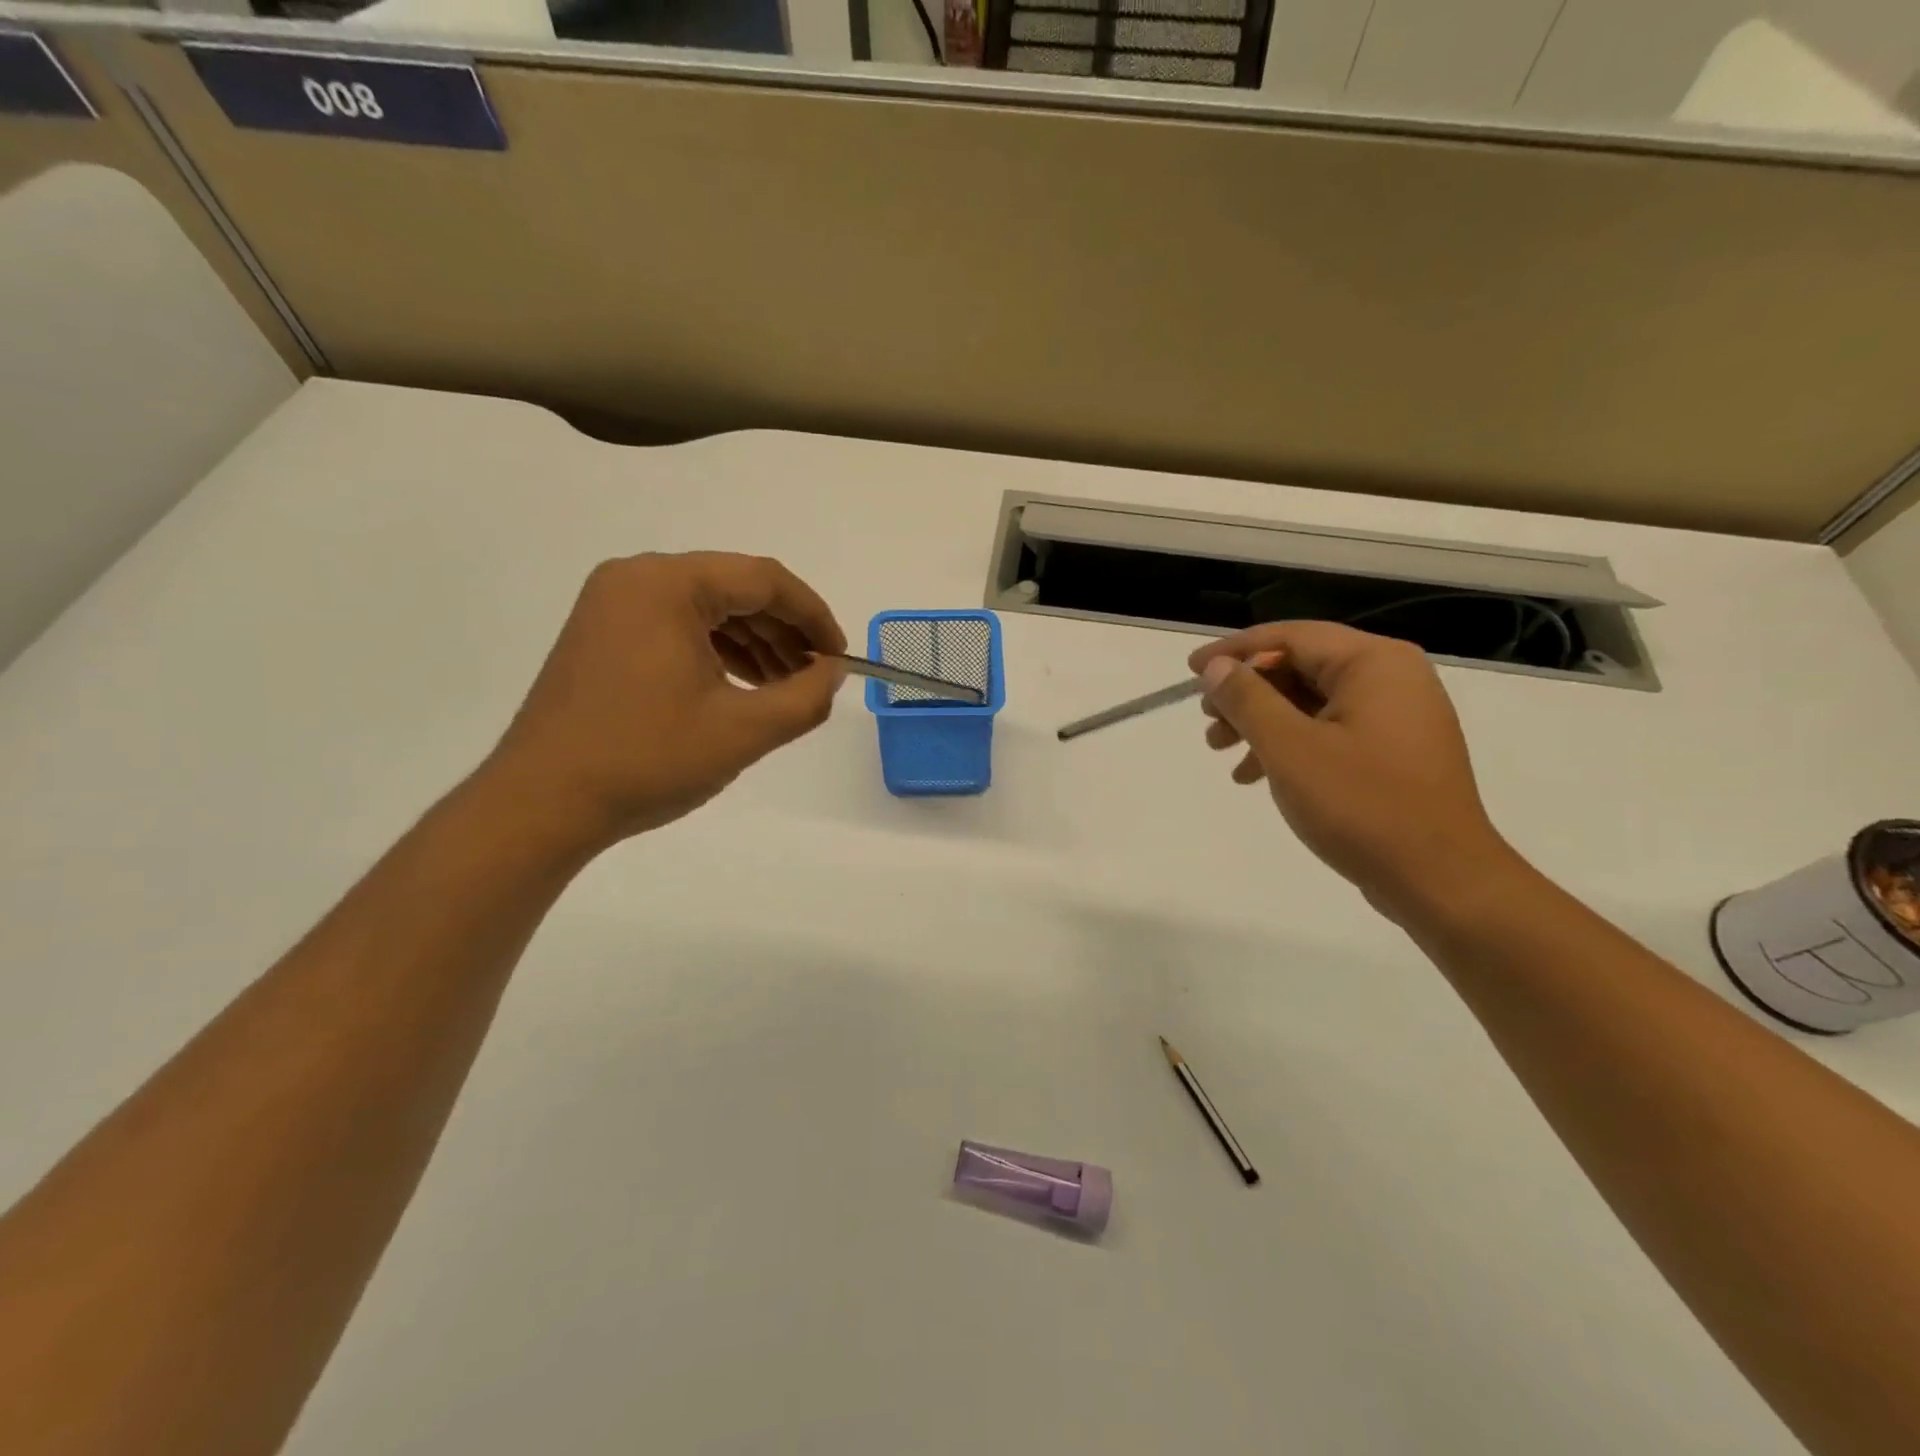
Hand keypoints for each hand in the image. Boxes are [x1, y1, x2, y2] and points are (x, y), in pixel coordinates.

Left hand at [485, 552, 847, 850]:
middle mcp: (636, 579)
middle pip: (734, 589)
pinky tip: (743, 685)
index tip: (840, 657)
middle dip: (784, 631)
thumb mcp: (743, 731)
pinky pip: (677, 627)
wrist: (542, 803)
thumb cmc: (647, 759)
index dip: (814, 616)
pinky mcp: (603, 635)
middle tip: (816, 676)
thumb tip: (833, 672)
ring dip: (754, 643)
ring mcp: (613, 606)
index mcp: (667, 584)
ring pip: (706, 609)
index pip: (764, 580)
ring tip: (785, 687)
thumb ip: (805, 697)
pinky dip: (717, 652)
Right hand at [1190, 622, 1520, 921]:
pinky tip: (1253, 774)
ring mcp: (1397, 716)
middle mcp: (1392, 678)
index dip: (1233, 650)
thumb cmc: (1361, 805)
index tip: (1191, 669)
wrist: (1440, 880)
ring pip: (1311, 702)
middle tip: (1206, 719)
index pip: (1290, 637)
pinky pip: (1330, 730)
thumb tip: (1216, 667)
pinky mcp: (1394, 752)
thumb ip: (1247, 699)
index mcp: (1374, 663)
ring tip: (1220, 750)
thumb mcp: (1289, 748)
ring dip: (1261, 721)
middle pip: (1300, 667)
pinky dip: (1289, 744)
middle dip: (1246, 692)